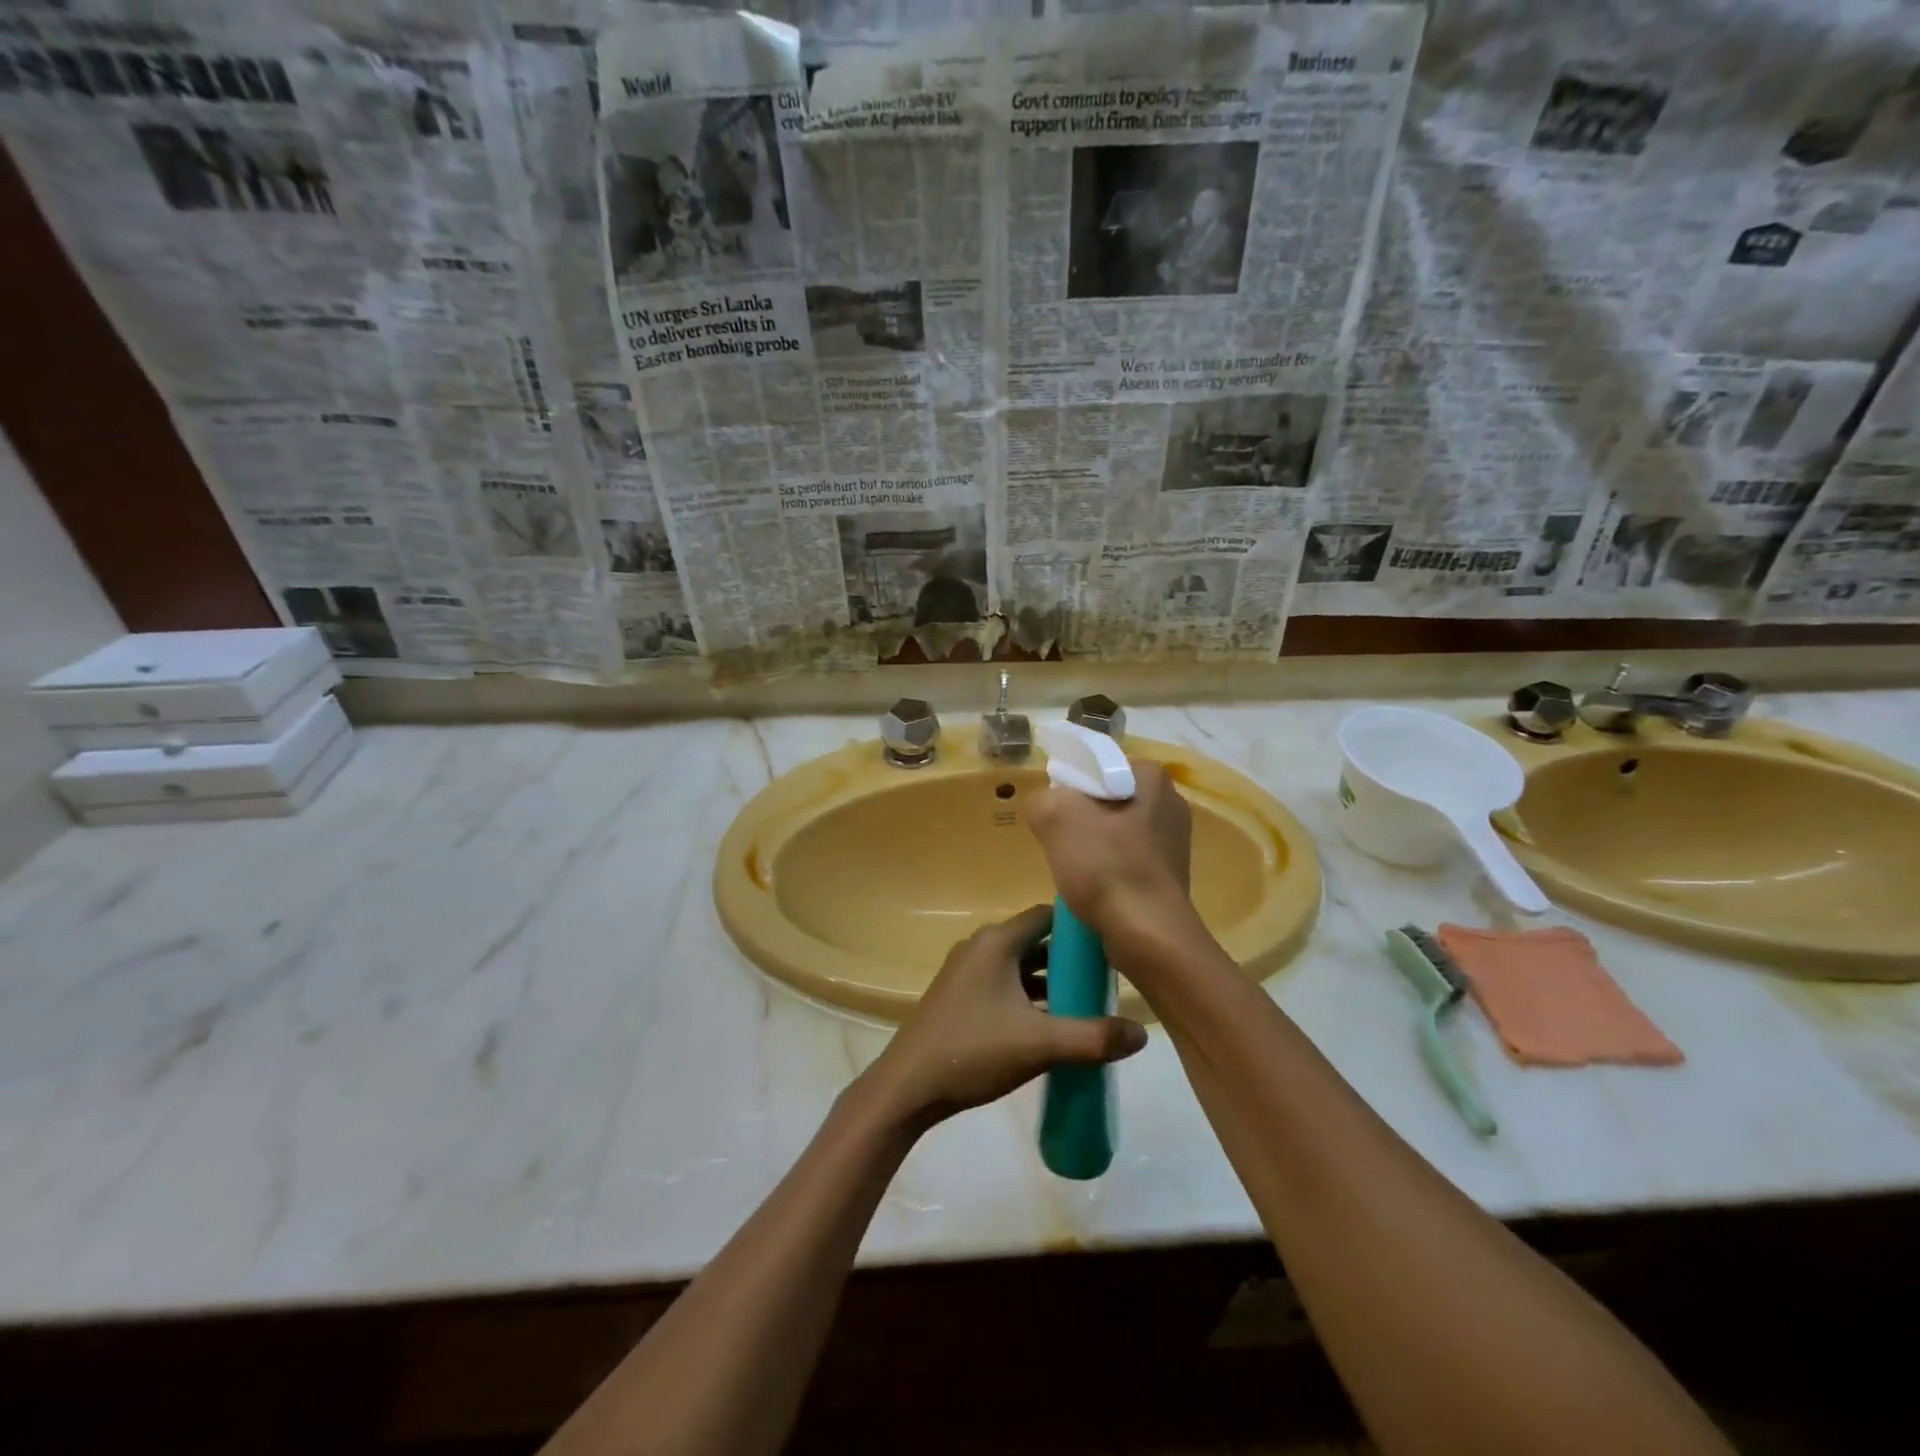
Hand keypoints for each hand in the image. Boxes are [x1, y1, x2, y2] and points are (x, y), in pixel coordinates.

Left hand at [859, 906, 1147, 1131]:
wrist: (908, 1086)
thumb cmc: (974, 1051)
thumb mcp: (1040, 1045)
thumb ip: (1093, 1038)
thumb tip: (1143, 1033)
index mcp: (997, 942)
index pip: (1047, 916)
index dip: (1080, 928)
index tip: (1111, 946)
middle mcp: (981, 947)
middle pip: (1035, 941)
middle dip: (1070, 959)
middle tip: (1107, 980)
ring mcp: (967, 972)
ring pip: (1020, 966)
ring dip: (1050, 982)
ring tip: (1088, 1004)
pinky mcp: (960, 997)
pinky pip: (1004, 985)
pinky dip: (1029, 997)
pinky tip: (1051, 1026)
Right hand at [1025, 758, 1192, 949]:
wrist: (1148, 935)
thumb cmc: (1106, 867)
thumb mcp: (1055, 817)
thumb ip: (1040, 798)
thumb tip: (1044, 806)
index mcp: (1151, 776)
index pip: (1096, 765)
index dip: (1067, 784)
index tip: (1051, 812)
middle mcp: (1169, 801)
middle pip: (1104, 797)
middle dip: (1078, 816)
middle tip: (1057, 840)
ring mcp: (1173, 840)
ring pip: (1113, 829)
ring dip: (1089, 844)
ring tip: (1072, 867)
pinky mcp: (1168, 873)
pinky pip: (1124, 857)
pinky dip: (1105, 867)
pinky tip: (1092, 885)